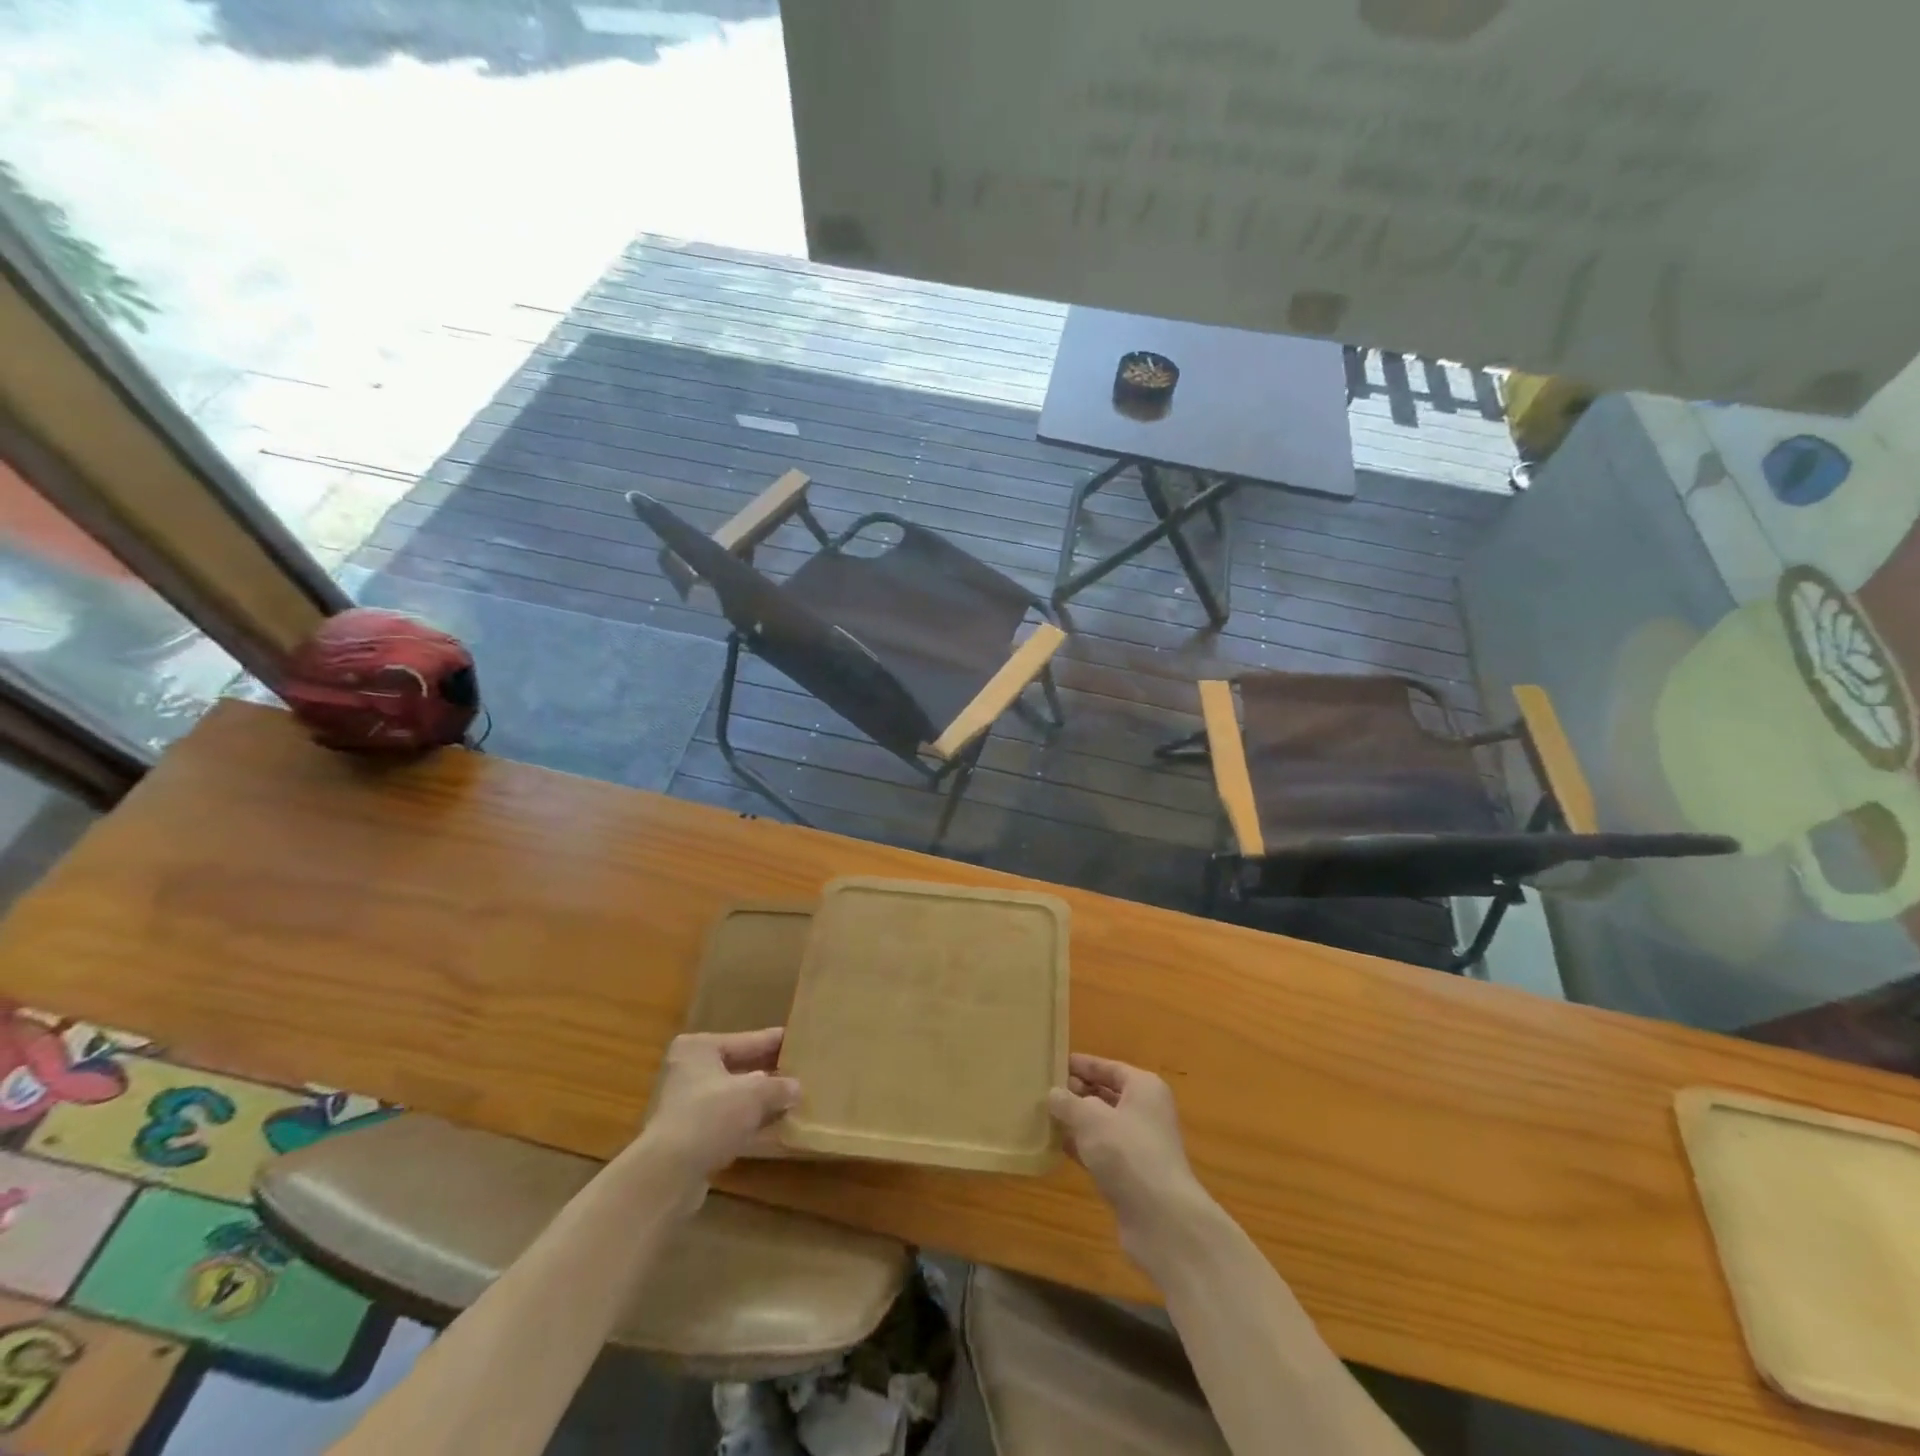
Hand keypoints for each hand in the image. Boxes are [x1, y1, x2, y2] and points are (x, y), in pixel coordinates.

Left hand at [636, 1029, 800, 1192]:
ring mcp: (686, 1104)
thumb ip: (779, 1087)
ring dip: (759, 1100)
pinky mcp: (688, 1135)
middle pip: (739, 1066)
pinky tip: (774, 1126)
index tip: (800, 1040)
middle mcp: (689, 1070)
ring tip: (793, 1098)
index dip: (775, 1042)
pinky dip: (748, 1121)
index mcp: (699, 1048)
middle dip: (769, 1072)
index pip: (747, 1040)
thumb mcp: (755, 1095)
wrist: (667, 1175)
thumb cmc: (710, 1117)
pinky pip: (727, 1120)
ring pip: (733, 1095)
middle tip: (802, 1070)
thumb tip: (796, 1088)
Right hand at [1049, 1054, 1211, 1262]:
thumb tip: (1054, 1093)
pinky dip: (1082, 1148)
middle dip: (1077, 1093)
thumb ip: (1068, 1102)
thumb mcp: (1091, 1119)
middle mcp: (1146, 1112)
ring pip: (1102, 1125)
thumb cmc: (1128, 1153)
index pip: (1109, 1068)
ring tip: (1044, 1114)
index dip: (1082, 1065)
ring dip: (1077, 1122)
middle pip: (1107, 1095)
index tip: (1054, 1062)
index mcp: (1144, 1088)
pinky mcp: (1131, 1176)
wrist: (1162, 1220)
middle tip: (1044, 1089)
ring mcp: (1140, 1146)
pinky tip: (1057, 1146)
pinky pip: (1102, 1152)